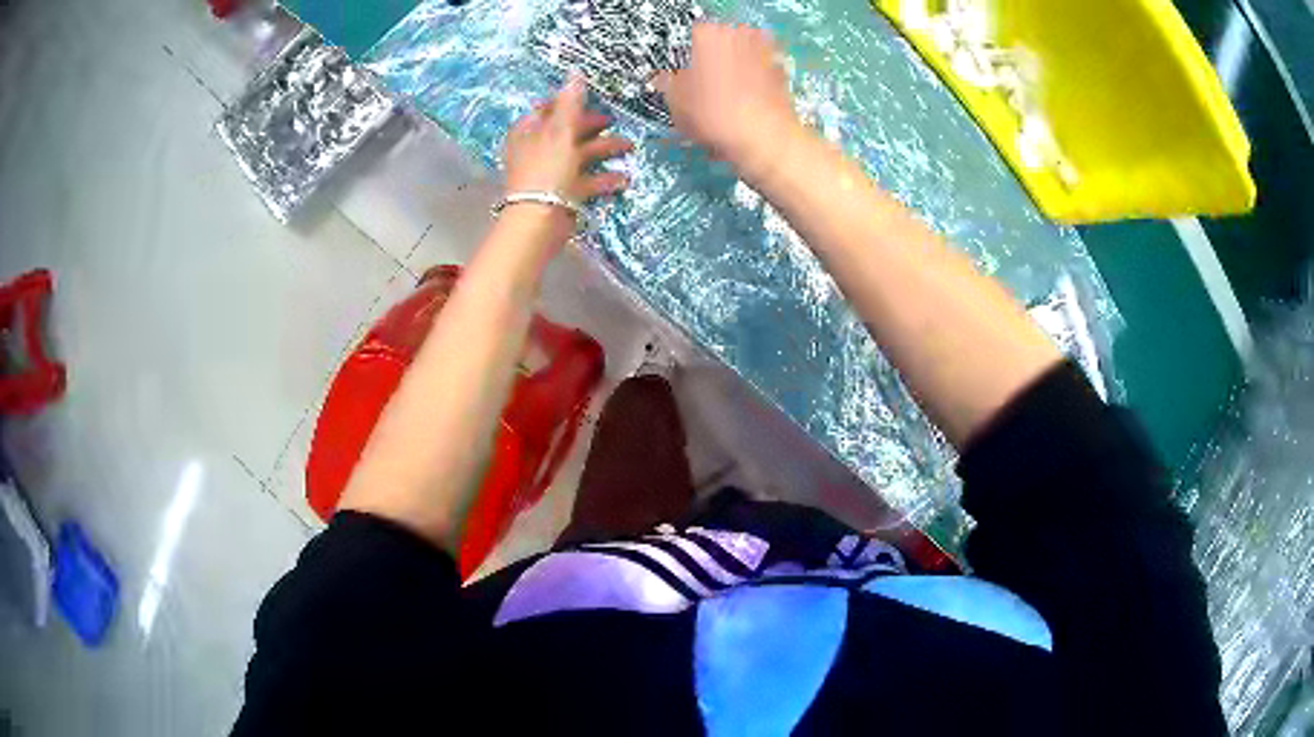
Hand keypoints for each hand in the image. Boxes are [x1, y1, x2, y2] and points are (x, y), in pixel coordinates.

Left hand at [504, 75, 632, 207]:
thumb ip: (570, 102)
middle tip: (615, 123)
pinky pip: (585, 181)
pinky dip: (603, 179)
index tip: (592, 99)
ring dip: (604, 151)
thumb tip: (575, 72)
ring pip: (579, 156)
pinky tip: (623, 179)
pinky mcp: (562, 193)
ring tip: (629, 148)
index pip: (548, 109)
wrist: (539, 220)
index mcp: (529, 131)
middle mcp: (537, 149)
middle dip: (594, 128)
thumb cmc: (546, 170)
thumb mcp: (560, 131)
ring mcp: (549, 172)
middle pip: (567, 131)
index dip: (569, 102)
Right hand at [654, 23, 801, 176]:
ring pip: (744, 53)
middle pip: (722, 40)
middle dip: (716, 57)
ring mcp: (765, 48)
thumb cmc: (713, 113)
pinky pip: (762, 68)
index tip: (689, 74)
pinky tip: (750, 101)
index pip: (695, 34)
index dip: (691, 54)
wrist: (764, 136)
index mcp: (709, 34)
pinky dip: (756, 79)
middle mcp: (738, 33)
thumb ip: (668, 83)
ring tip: (731, 95)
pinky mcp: (783, 67)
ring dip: (738, 66)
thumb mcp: (676, 101)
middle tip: (709, 84)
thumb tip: (665, 78)